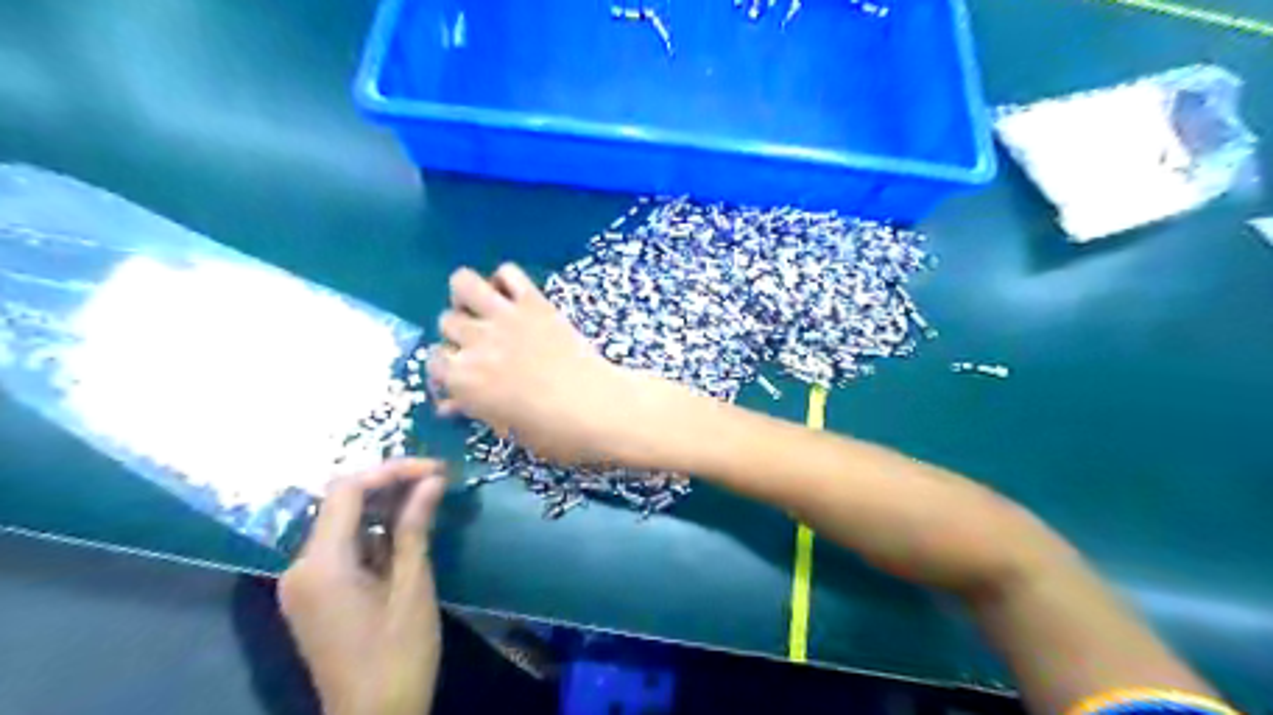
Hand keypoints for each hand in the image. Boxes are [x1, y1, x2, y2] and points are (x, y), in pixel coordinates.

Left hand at [280, 459, 446, 714]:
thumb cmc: (399, 654)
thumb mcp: (413, 585)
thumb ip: (415, 527)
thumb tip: (432, 480)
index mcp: (321, 565)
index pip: (347, 491)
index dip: (392, 470)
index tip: (436, 469)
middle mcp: (300, 567)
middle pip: (341, 503)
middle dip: (389, 484)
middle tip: (437, 479)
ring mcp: (304, 582)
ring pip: (342, 523)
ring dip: (384, 505)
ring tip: (429, 496)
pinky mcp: (315, 594)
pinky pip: (342, 546)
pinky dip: (374, 530)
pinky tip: (406, 527)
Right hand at [433, 262, 661, 463]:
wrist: (598, 407)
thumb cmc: (553, 431)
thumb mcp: (506, 428)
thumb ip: (473, 409)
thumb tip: (448, 407)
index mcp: (463, 380)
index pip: (433, 360)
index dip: (447, 367)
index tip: (463, 373)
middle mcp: (475, 342)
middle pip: (447, 321)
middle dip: (460, 333)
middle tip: (483, 345)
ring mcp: (504, 317)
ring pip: (463, 283)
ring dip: (468, 296)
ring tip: (485, 310)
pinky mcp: (534, 302)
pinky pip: (508, 272)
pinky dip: (505, 280)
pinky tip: (513, 298)